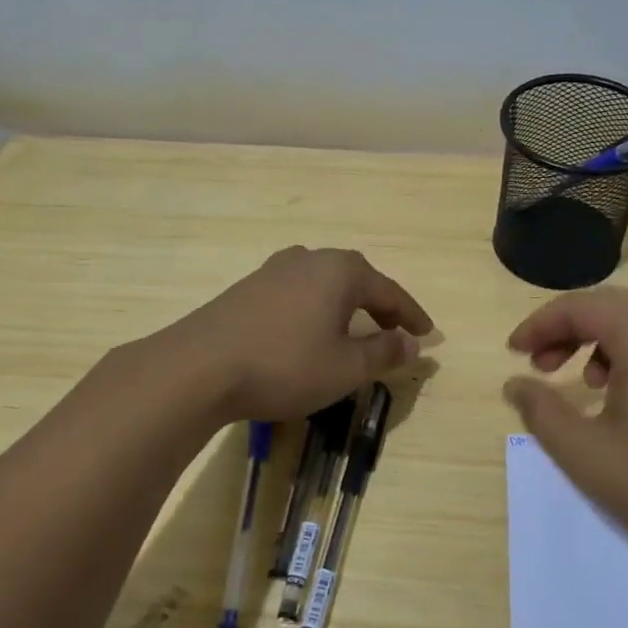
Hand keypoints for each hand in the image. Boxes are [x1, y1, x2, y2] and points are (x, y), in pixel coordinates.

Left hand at [159, 247, 434, 422]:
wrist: (199, 367)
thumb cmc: (285, 365)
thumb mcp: (345, 368)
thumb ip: (383, 353)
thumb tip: (411, 343)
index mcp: (341, 271)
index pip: (389, 291)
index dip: (411, 315)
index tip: (428, 334)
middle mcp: (310, 259)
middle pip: (357, 279)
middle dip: (379, 304)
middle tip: (395, 328)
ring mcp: (274, 270)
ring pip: (324, 283)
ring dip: (345, 305)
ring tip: (354, 328)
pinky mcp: (248, 288)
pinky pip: (297, 293)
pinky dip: (316, 309)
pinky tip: (309, 330)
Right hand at [503, 288, 627, 603]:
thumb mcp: (587, 454)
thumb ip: (541, 412)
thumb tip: (515, 383)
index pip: (578, 306)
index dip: (538, 326)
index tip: (513, 353)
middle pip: (612, 307)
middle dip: (569, 331)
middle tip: (541, 366)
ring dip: (604, 342)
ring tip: (587, 384)